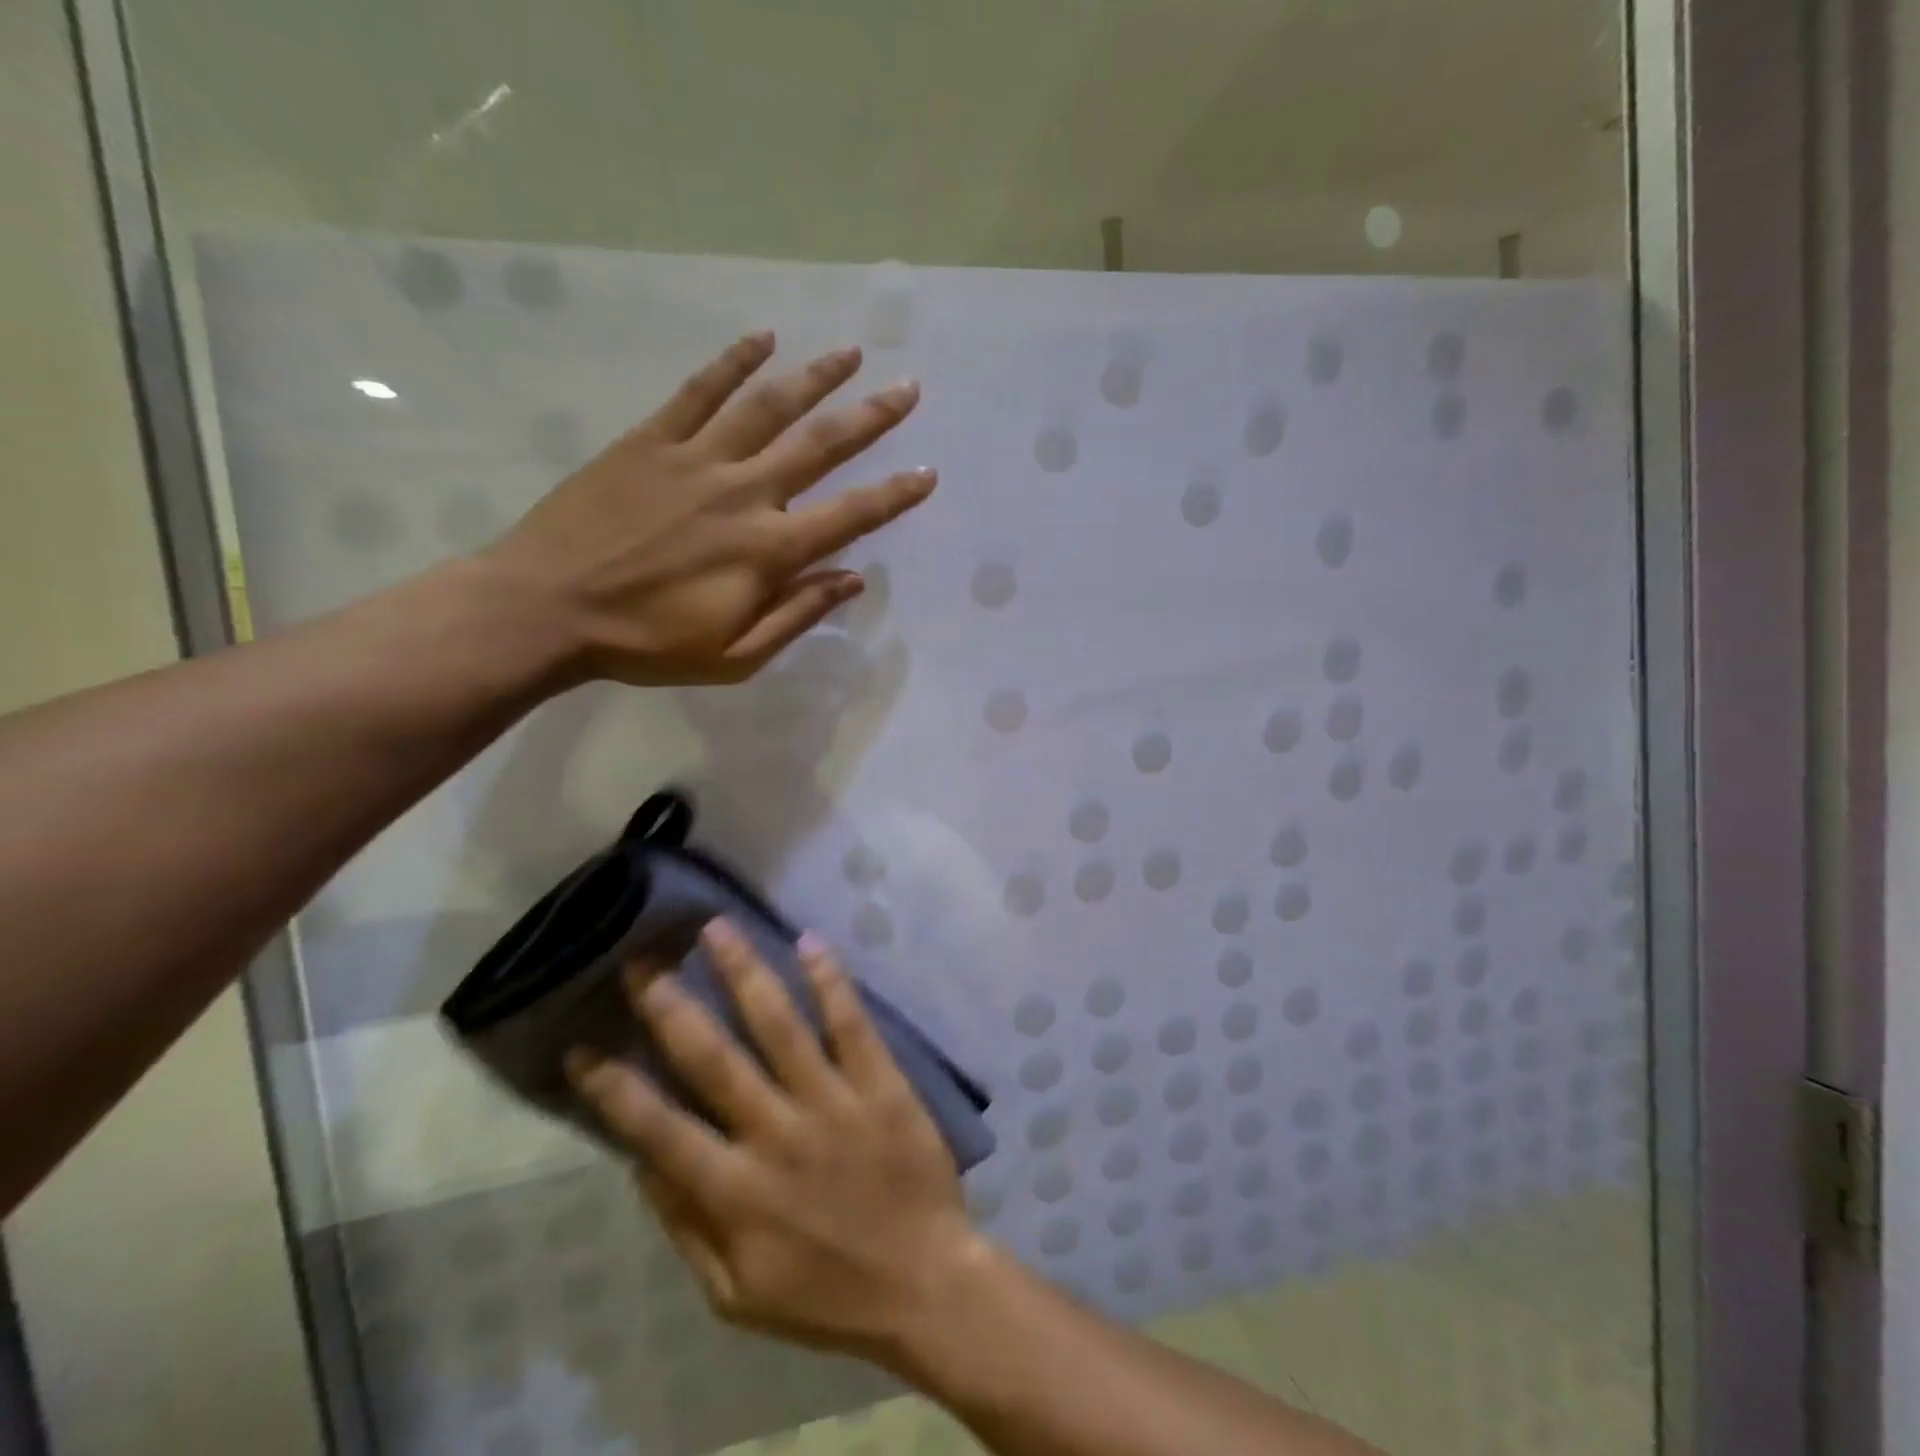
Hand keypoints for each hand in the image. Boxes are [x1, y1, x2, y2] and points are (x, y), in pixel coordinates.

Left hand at [485, 334, 933, 686]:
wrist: (546, 609)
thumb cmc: (646, 644)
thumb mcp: (735, 657)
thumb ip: (797, 615)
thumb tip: (853, 579)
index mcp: (768, 551)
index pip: (850, 515)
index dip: (894, 495)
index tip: (928, 474)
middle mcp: (744, 493)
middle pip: (820, 445)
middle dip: (870, 417)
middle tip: (908, 388)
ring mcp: (695, 459)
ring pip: (767, 406)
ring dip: (814, 377)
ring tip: (851, 352)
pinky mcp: (649, 440)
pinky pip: (699, 391)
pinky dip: (732, 362)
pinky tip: (763, 340)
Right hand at [567, 921, 982, 1366]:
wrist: (923, 1284)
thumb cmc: (824, 1295)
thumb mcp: (735, 1293)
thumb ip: (686, 1226)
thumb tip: (642, 1162)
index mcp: (735, 1192)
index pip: (658, 1130)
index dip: (614, 1088)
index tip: (582, 1045)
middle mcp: (777, 1133)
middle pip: (714, 1057)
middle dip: (671, 1005)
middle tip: (643, 960)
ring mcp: (833, 1101)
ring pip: (779, 1024)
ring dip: (744, 971)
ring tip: (716, 928)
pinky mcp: (881, 1083)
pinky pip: (851, 1023)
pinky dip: (829, 980)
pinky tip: (809, 941)